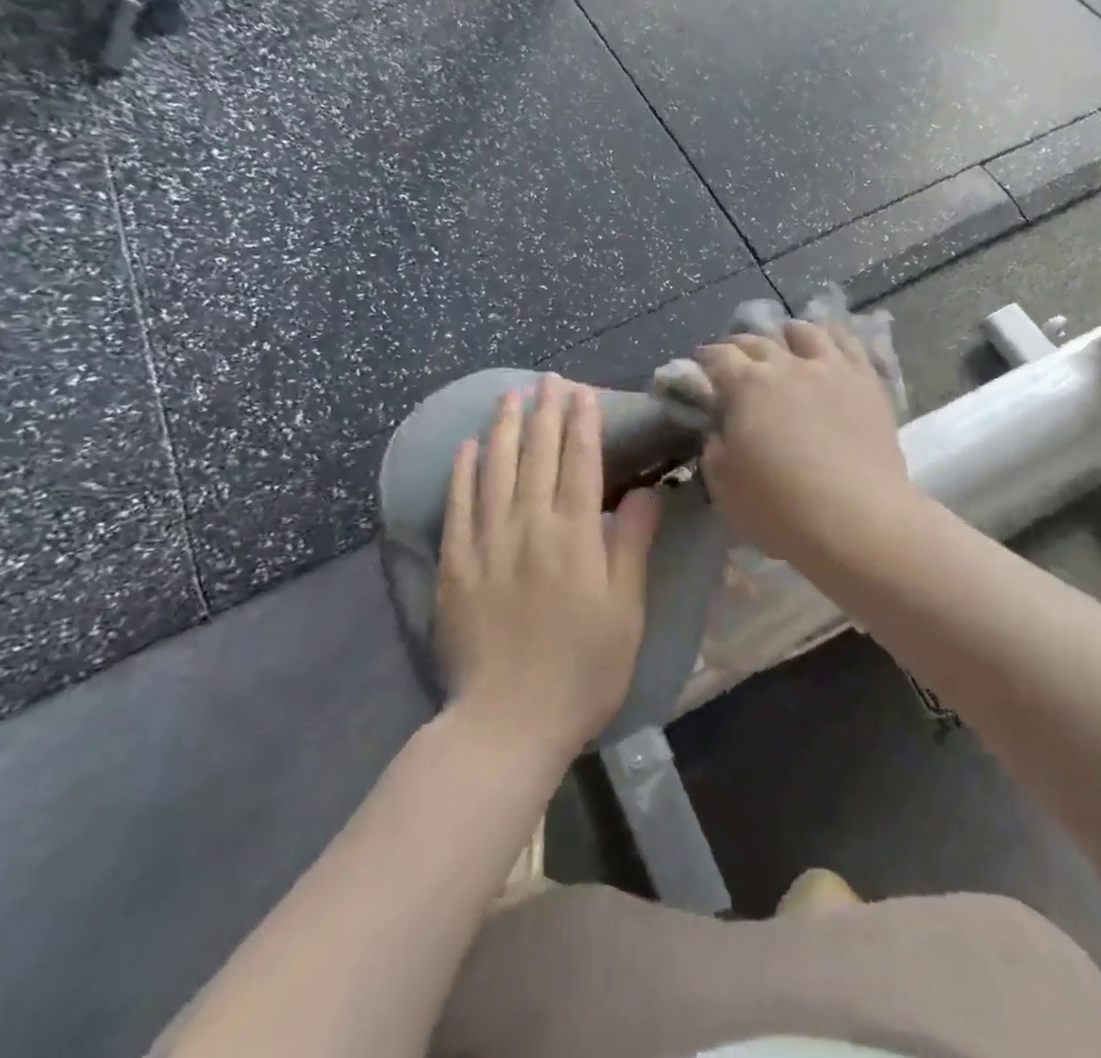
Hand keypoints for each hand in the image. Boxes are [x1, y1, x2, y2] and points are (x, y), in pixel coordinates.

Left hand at [437, 374, 661, 757]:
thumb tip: (644, 491)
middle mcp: (529, 527)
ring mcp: (487, 543)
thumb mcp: (625, 612)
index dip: (582, 424)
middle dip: (546, 412)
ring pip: (496, 470)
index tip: (583, 392)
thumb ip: (631, 545)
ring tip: (511, 395)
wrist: (508, 722)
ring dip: (505, 428)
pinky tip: (469, 447)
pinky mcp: (455, 565)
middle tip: (548, 379)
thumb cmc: (583, 670)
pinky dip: (464, 472)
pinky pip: (458, 505)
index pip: (580, 464)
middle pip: (538, 456)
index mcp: (575, 537)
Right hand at [696, 324, 913, 566]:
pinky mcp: (867, 380)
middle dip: (740, 347)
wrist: (856, 519)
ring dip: (786, 335)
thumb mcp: (725, 488)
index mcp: (746, 386)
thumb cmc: (780, 509)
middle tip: (736, 362)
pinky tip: (829, 346)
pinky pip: (848, 343)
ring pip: (805, 332)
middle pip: (757, 340)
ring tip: (784, 343)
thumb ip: (715, 451)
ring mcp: (831, 368)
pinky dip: (831, 337)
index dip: (706, 360)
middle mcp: (787, 365)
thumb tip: (719, 432)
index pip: (718, 356)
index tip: (702, 369)